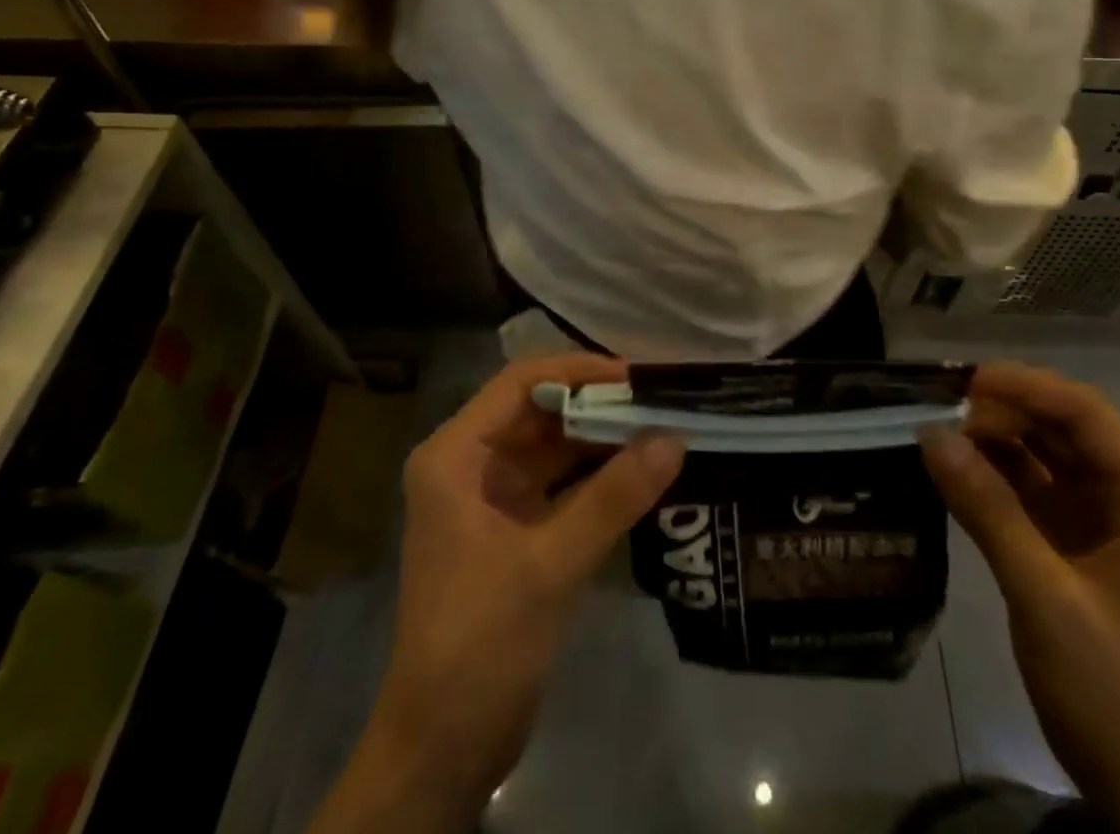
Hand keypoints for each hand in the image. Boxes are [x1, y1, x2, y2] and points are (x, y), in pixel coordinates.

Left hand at [312, 355, 683, 833]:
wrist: (443, 748)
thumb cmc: (480, 641)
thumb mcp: (550, 564)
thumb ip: (613, 497)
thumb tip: (675, 439)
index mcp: (455, 455)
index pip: (520, 382)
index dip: (578, 370)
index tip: (635, 376)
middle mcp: (471, 464)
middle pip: (541, 412)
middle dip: (599, 405)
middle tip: (661, 399)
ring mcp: (493, 498)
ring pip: (555, 447)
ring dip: (604, 439)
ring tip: (663, 426)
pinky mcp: (516, 530)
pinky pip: (563, 485)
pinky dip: (600, 476)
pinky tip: (644, 471)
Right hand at [921, 365, 1119, 833]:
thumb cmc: (1113, 691)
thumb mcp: (1045, 597)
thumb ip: (987, 509)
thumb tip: (930, 433)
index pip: (1083, 412)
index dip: (1022, 387)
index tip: (960, 385)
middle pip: (1062, 423)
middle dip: (1001, 412)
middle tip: (938, 416)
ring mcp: (1106, 514)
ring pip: (1043, 447)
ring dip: (993, 437)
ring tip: (937, 435)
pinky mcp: (1078, 534)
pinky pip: (1032, 481)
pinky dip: (994, 471)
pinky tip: (952, 468)